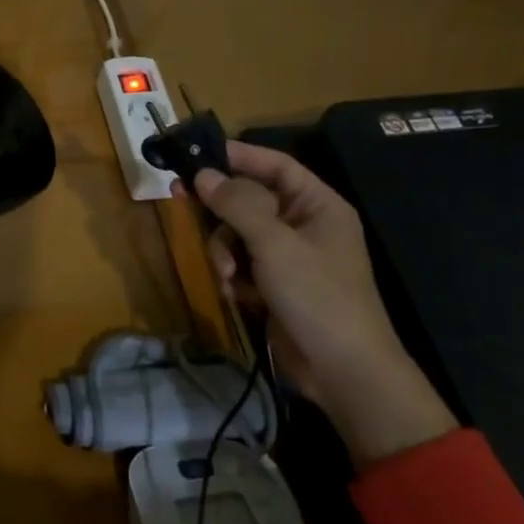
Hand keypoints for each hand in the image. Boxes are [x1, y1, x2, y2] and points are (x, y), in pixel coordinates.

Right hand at [194, 141, 455, 468]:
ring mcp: (289, 257)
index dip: (238, 155)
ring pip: (238, 233)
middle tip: (180, 198)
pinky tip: (235, 293)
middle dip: (221, 211)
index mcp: (317, 205)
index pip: (275, 165)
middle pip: (249, 199)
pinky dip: (233, 275)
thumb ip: (237, 205)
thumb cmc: (317, 296)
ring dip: (224, 251)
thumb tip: (202, 174)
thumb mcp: (274, 245)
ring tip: (227, 275)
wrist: (344, 372)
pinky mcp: (275, 285)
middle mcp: (303, 225)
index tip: (197, 151)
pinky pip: (241, 264)